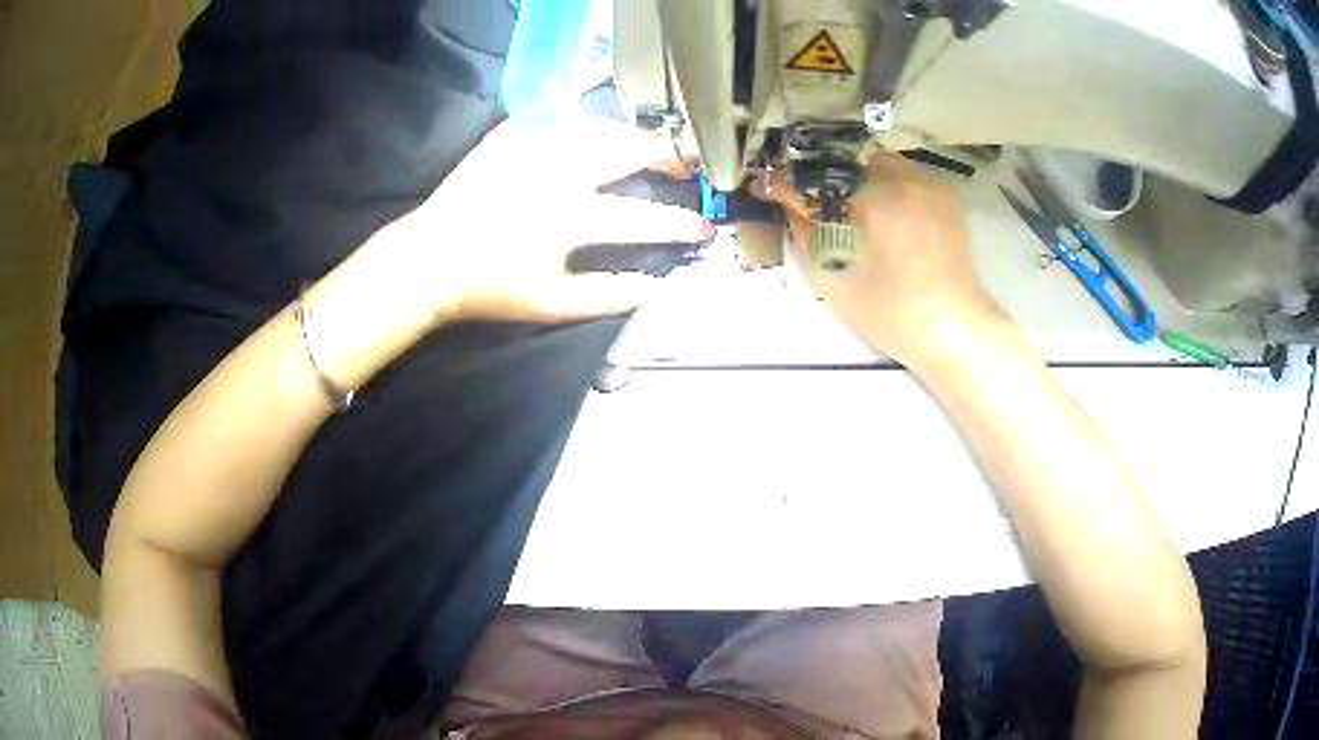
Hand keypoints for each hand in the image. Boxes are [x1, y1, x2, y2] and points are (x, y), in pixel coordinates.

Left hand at [381, 118, 708, 322]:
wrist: (430, 260)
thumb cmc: (489, 287)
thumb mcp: (551, 305)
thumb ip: (609, 295)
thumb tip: (657, 286)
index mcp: (569, 218)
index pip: (641, 217)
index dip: (679, 224)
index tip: (703, 228)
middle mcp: (557, 172)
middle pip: (627, 152)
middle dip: (664, 156)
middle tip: (681, 165)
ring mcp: (532, 146)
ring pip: (599, 127)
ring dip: (631, 134)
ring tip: (645, 144)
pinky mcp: (511, 134)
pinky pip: (557, 109)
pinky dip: (584, 107)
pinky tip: (598, 105)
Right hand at [759, 151, 1004, 367]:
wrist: (952, 326)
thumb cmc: (889, 314)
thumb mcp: (832, 280)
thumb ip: (804, 234)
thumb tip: (788, 204)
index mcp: (866, 202)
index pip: (809, 180)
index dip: (781, 183)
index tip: (764, 187)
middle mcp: (896, 180)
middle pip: (842, 160)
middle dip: (822, 177)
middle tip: (814, 201)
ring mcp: (924, 182)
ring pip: (874, 162)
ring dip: (857, 178)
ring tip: (855, 208)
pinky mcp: (942, 192)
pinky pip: (904, 175)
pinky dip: (888, 187)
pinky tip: (889, 215)